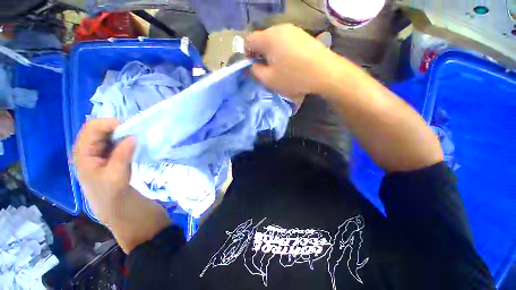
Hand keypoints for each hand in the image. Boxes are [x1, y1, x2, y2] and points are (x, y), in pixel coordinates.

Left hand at [73, 119, 170, 252]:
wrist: (122, 214)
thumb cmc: (114, 198)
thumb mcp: (116, 177)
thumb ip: (122, 155)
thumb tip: (133, 136)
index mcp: (83, 155)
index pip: (92, 128)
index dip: (111, 124)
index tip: (133, 128)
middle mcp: (90, 152)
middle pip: (101, 130)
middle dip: (120, 127)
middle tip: (140, 132)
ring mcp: (103, 156)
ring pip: (112, 136)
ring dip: (126, 134)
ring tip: (142, 137)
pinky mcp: (114, 160)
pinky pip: (120, 144)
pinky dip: (130, 141)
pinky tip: (140, 145)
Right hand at [246, 24, 336, 97]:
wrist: (325, 72)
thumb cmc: (294, 77)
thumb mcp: (269, 79)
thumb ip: (254, 71)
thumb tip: (250, 65)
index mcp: (268, 38)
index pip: (248, 41)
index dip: (247, 55)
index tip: (254, 67)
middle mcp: (279, 28)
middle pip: (262, 40)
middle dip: (260, 55)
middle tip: (267, 71)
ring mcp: (293, 30)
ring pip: (274, 41)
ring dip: (272, 54)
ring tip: (280, 69)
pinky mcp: (302, 35)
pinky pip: (286, 42)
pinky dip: (283, 52)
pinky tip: (291, 63)